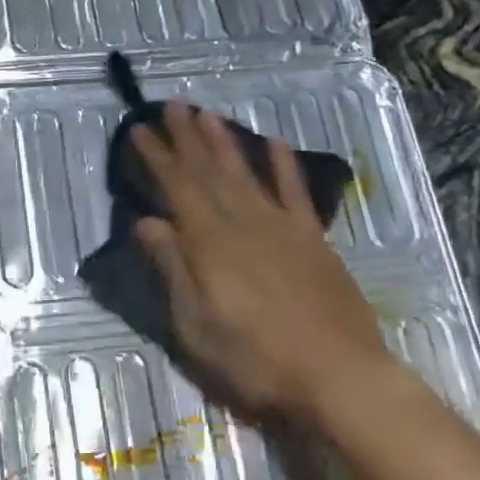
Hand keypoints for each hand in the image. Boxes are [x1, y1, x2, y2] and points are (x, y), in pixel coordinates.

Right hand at [133, 104, 397, 427]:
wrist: (338, 374)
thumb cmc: (256, 359)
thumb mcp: (196, 326)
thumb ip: (172, 269)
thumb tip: (146, 223)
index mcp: (210, 243)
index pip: (177, 188)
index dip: (158, 157)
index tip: (141, 130)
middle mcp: (243, 223)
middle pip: (209, 171)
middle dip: (188, 137)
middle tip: (172, 105)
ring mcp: (282, 227)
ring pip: (246, 173)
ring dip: (225, 141)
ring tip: (208, 113)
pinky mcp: (313, 239)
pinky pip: (295, 192)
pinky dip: (283, 165)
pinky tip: (275, 142)